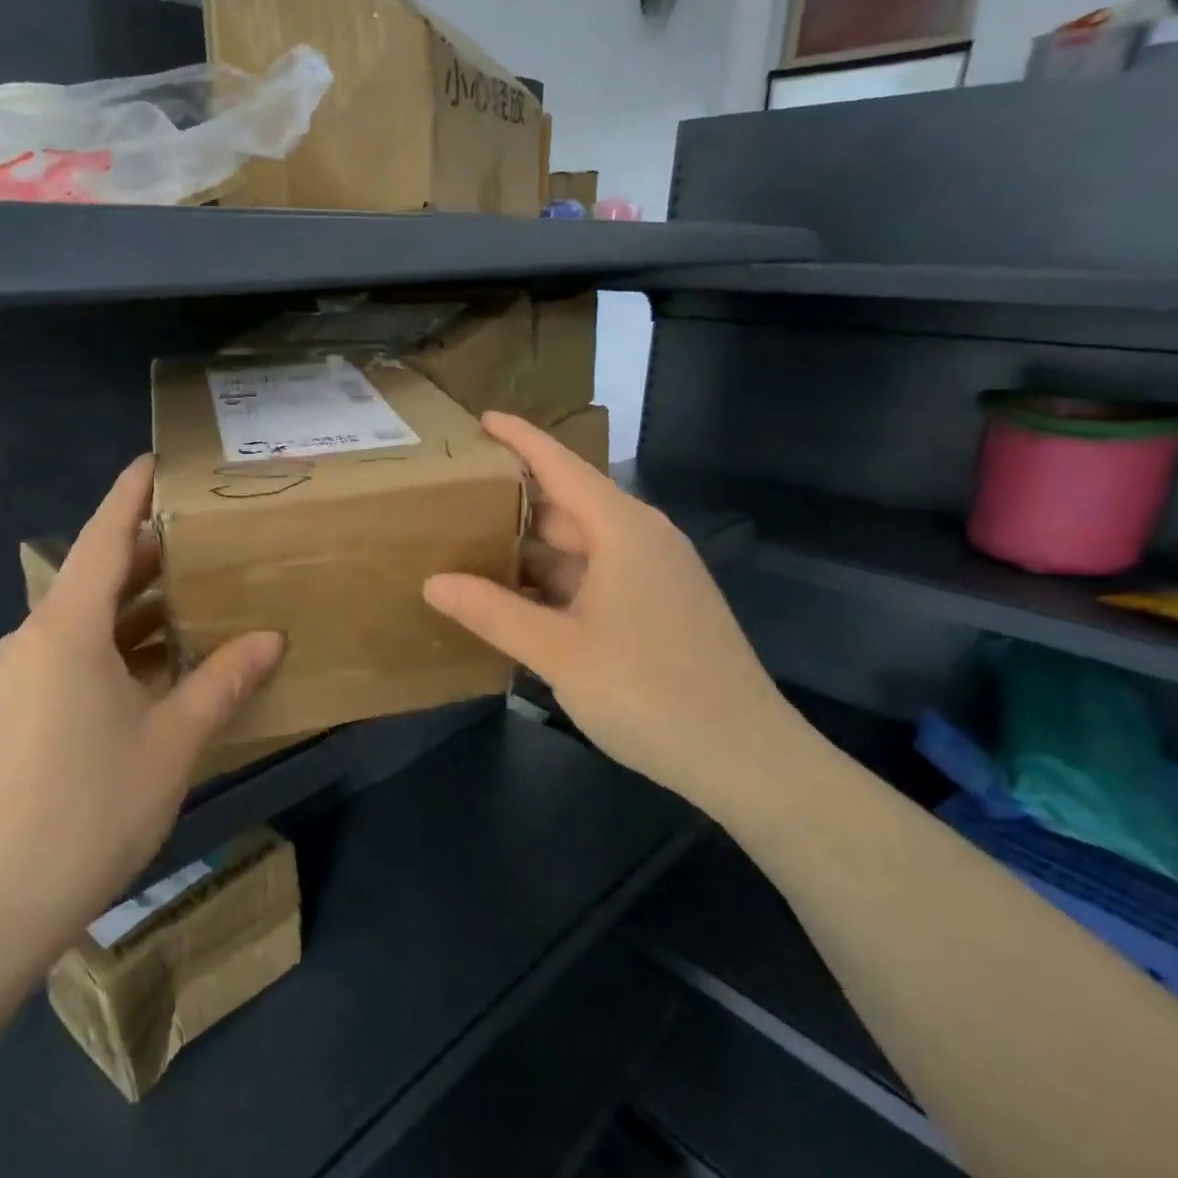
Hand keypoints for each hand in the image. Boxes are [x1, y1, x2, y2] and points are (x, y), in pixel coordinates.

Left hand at [0, 456, 283, 968]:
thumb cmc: (89, 810)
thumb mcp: (172, 742)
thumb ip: (223, 681)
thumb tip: (271, 638)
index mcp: (66, 630)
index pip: (104, 538)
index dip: (130, 495)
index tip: (155, 462)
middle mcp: (32, 640)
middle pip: (96, 578)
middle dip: (148, 558)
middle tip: (205, 541)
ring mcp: (15, 678)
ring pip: (84, 623)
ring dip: (136, 611)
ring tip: (194, 602)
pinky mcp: (10, 713)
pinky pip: (69, 658)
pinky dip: (114, 649)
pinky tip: (155, 671)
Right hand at [422, 413, 806, 809]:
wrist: (745, 757)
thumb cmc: (649, 692)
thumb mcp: (559, 651)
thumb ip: (494, 612)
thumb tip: (432, 583)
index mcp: (623, 531)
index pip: (562, 466)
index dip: (520, 440)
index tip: (481, 420)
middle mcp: (642, 540)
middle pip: (568, 505)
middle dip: (515, 502)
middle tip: (456, 500)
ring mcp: (655, 575)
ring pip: (581, 546)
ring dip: (532, 549)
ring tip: (473, 549)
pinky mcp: (659, 607)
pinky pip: (596, 577)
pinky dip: (556, 581)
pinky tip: (519, 600)